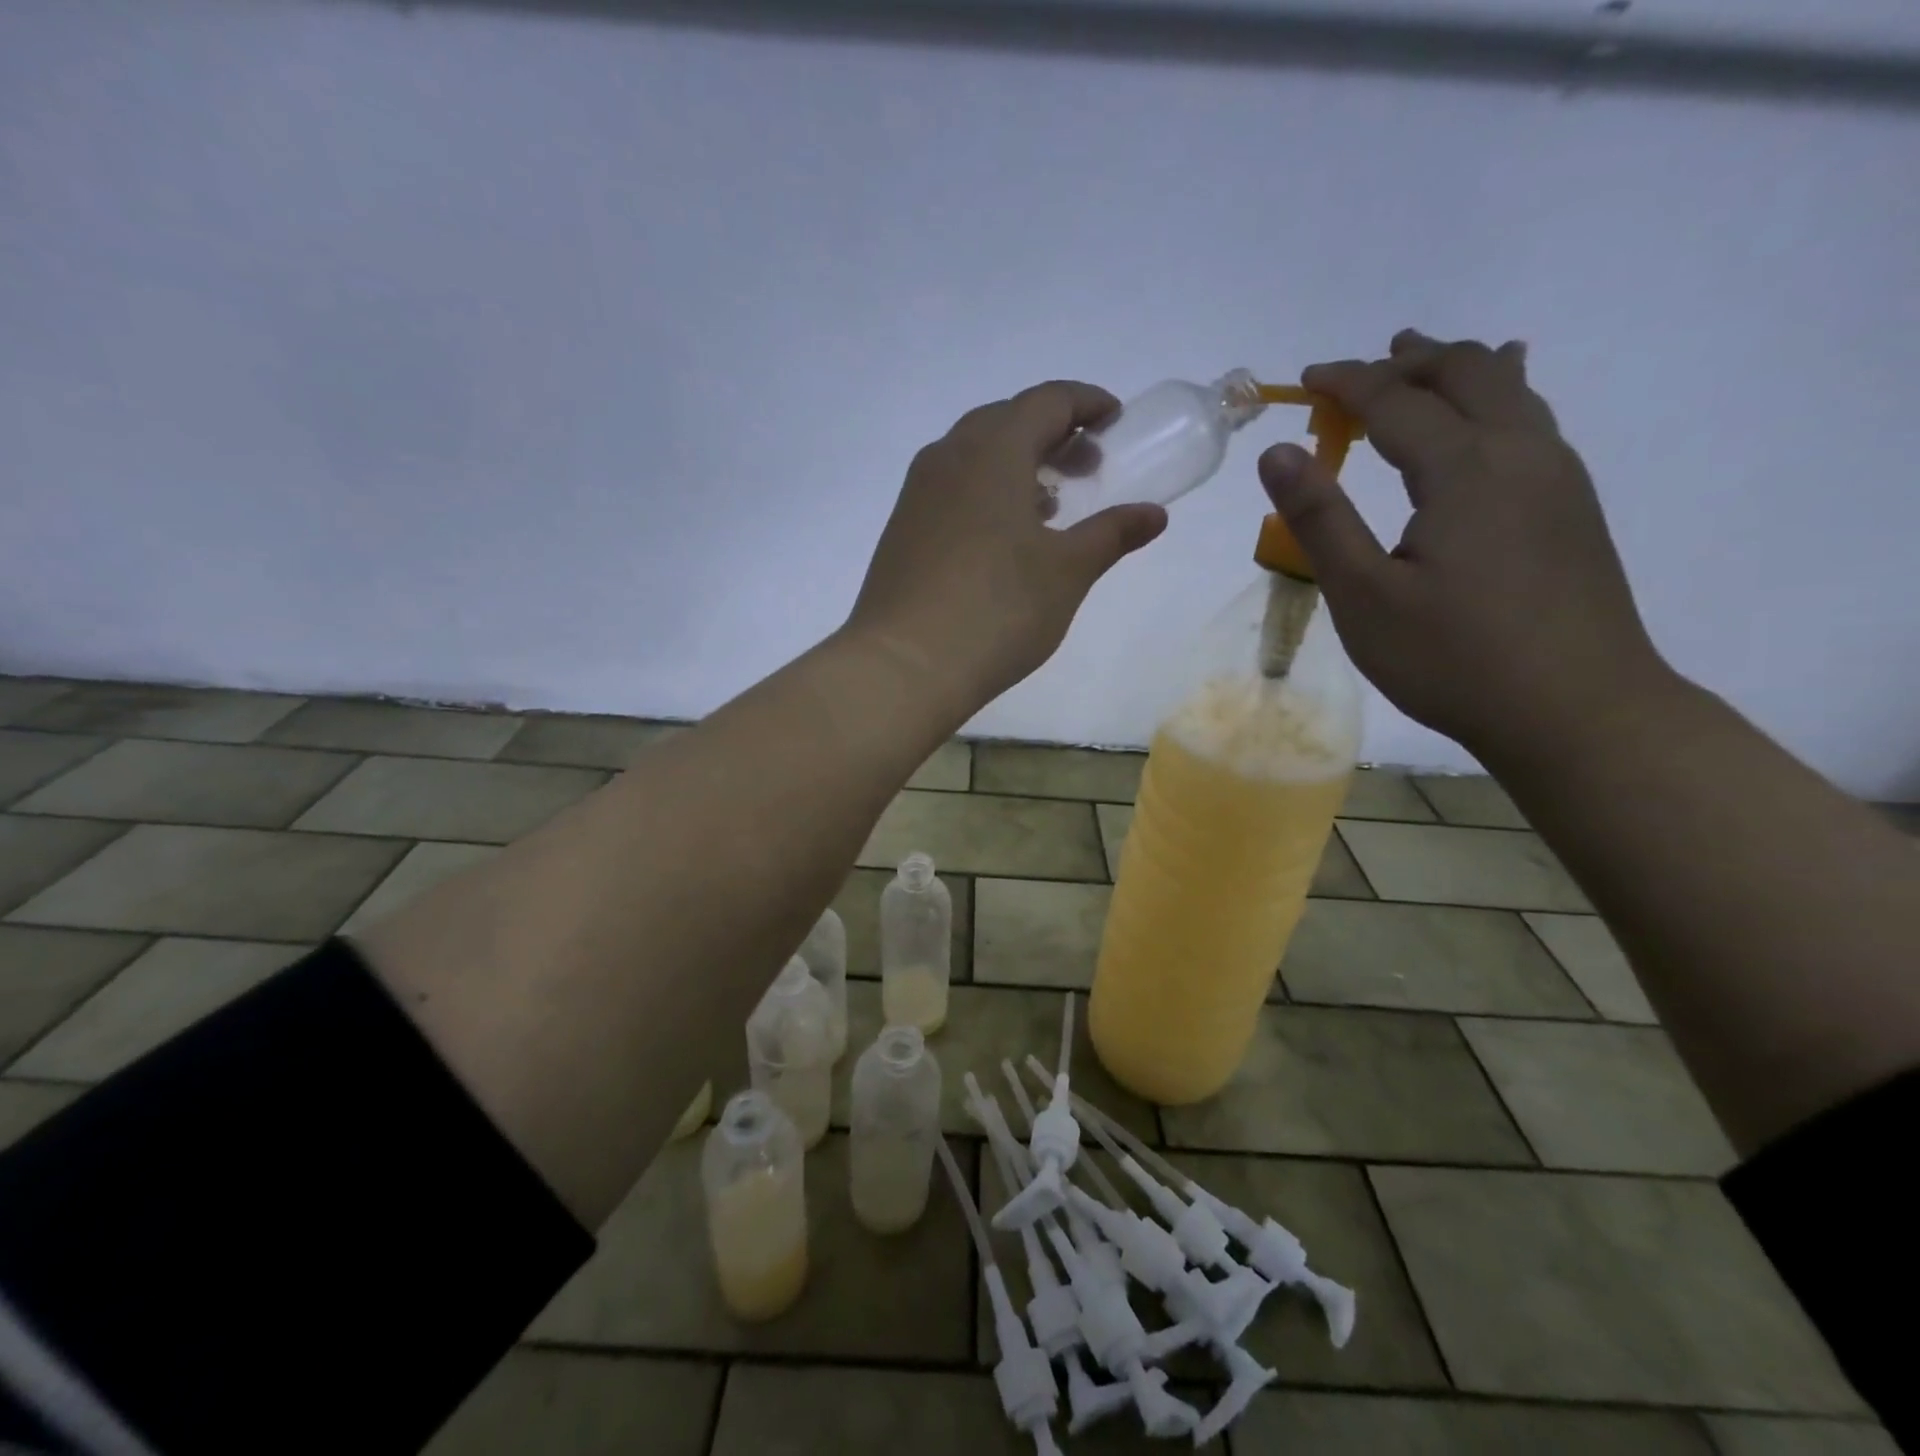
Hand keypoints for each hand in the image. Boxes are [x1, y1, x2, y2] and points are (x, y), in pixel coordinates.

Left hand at [847, 381, 1167, 715]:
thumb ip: (1112, 534)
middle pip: (1006, 420)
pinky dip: (985, 491)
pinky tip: (1002, 538)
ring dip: (1016, 464)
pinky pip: (950, 487)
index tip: (1116, 422)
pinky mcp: (901, 529)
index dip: (1087, 403)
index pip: (1046, 401)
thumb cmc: (997, 611)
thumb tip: (1153, 515)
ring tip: (1049, 507)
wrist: (903, 666)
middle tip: (1086, 468)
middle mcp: (947, 457)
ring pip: (973, 454)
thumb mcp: (1067, 572)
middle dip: (1052, 434)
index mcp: (993, 451)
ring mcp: (917, 493)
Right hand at [1258, 331, 1670, 757]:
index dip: (1347, 383)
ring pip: (1511, 390)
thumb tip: (1276, 453)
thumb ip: (1320, 518)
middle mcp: (1520, 453)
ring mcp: (1557, 477)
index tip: (1305, 380)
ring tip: (1421, 366)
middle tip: (1358, 372)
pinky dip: (1496, 398)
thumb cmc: (1453, 658)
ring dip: (1458, 371)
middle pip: (1466, 373)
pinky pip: (1532, 421)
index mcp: (1464, 469)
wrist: (1575, 710)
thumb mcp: (1364, 595)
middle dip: (1407, 362)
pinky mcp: (1572, 507)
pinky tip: (1489, 416)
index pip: (1397, 400)